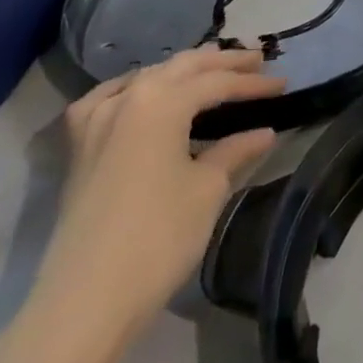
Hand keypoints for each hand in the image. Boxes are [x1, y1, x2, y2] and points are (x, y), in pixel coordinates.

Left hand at [28, 48, 283, 350]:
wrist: (85, 300)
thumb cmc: (158, 237)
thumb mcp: (208, 189)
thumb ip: (235, 151)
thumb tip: (264, 132)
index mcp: (162, 101)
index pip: (218, 82)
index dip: (253, 84)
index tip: (284, 84)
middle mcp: (128, 98)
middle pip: (183, 67)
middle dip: (222, 62)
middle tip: (257, 62)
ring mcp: (96, 121)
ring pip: (148, 78)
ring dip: (183, 72)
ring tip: (212, 74)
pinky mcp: (79, 148)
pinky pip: (110, 99)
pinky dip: (135, 90)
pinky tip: (143, 94)